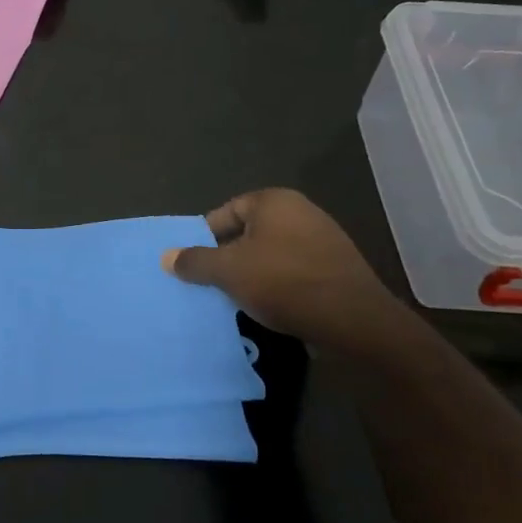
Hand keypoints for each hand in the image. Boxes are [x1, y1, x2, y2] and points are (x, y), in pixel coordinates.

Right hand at [162, 189, 406, 354]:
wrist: (354, 321)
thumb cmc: (284, 282)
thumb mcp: (228, 271)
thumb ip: (194, 261)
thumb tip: (166, 256)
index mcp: (274, 201)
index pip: (225, 212)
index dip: (205, 237)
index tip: (194, 263)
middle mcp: (301, 211)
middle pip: (248, 232)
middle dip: (227, 257)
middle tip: (210, 282)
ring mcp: (323, 239)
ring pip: (270, 253)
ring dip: (252, 273)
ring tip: (236, 298)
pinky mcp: (336, 268)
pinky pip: (294, 271)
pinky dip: (277, 285)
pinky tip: (269, 306)